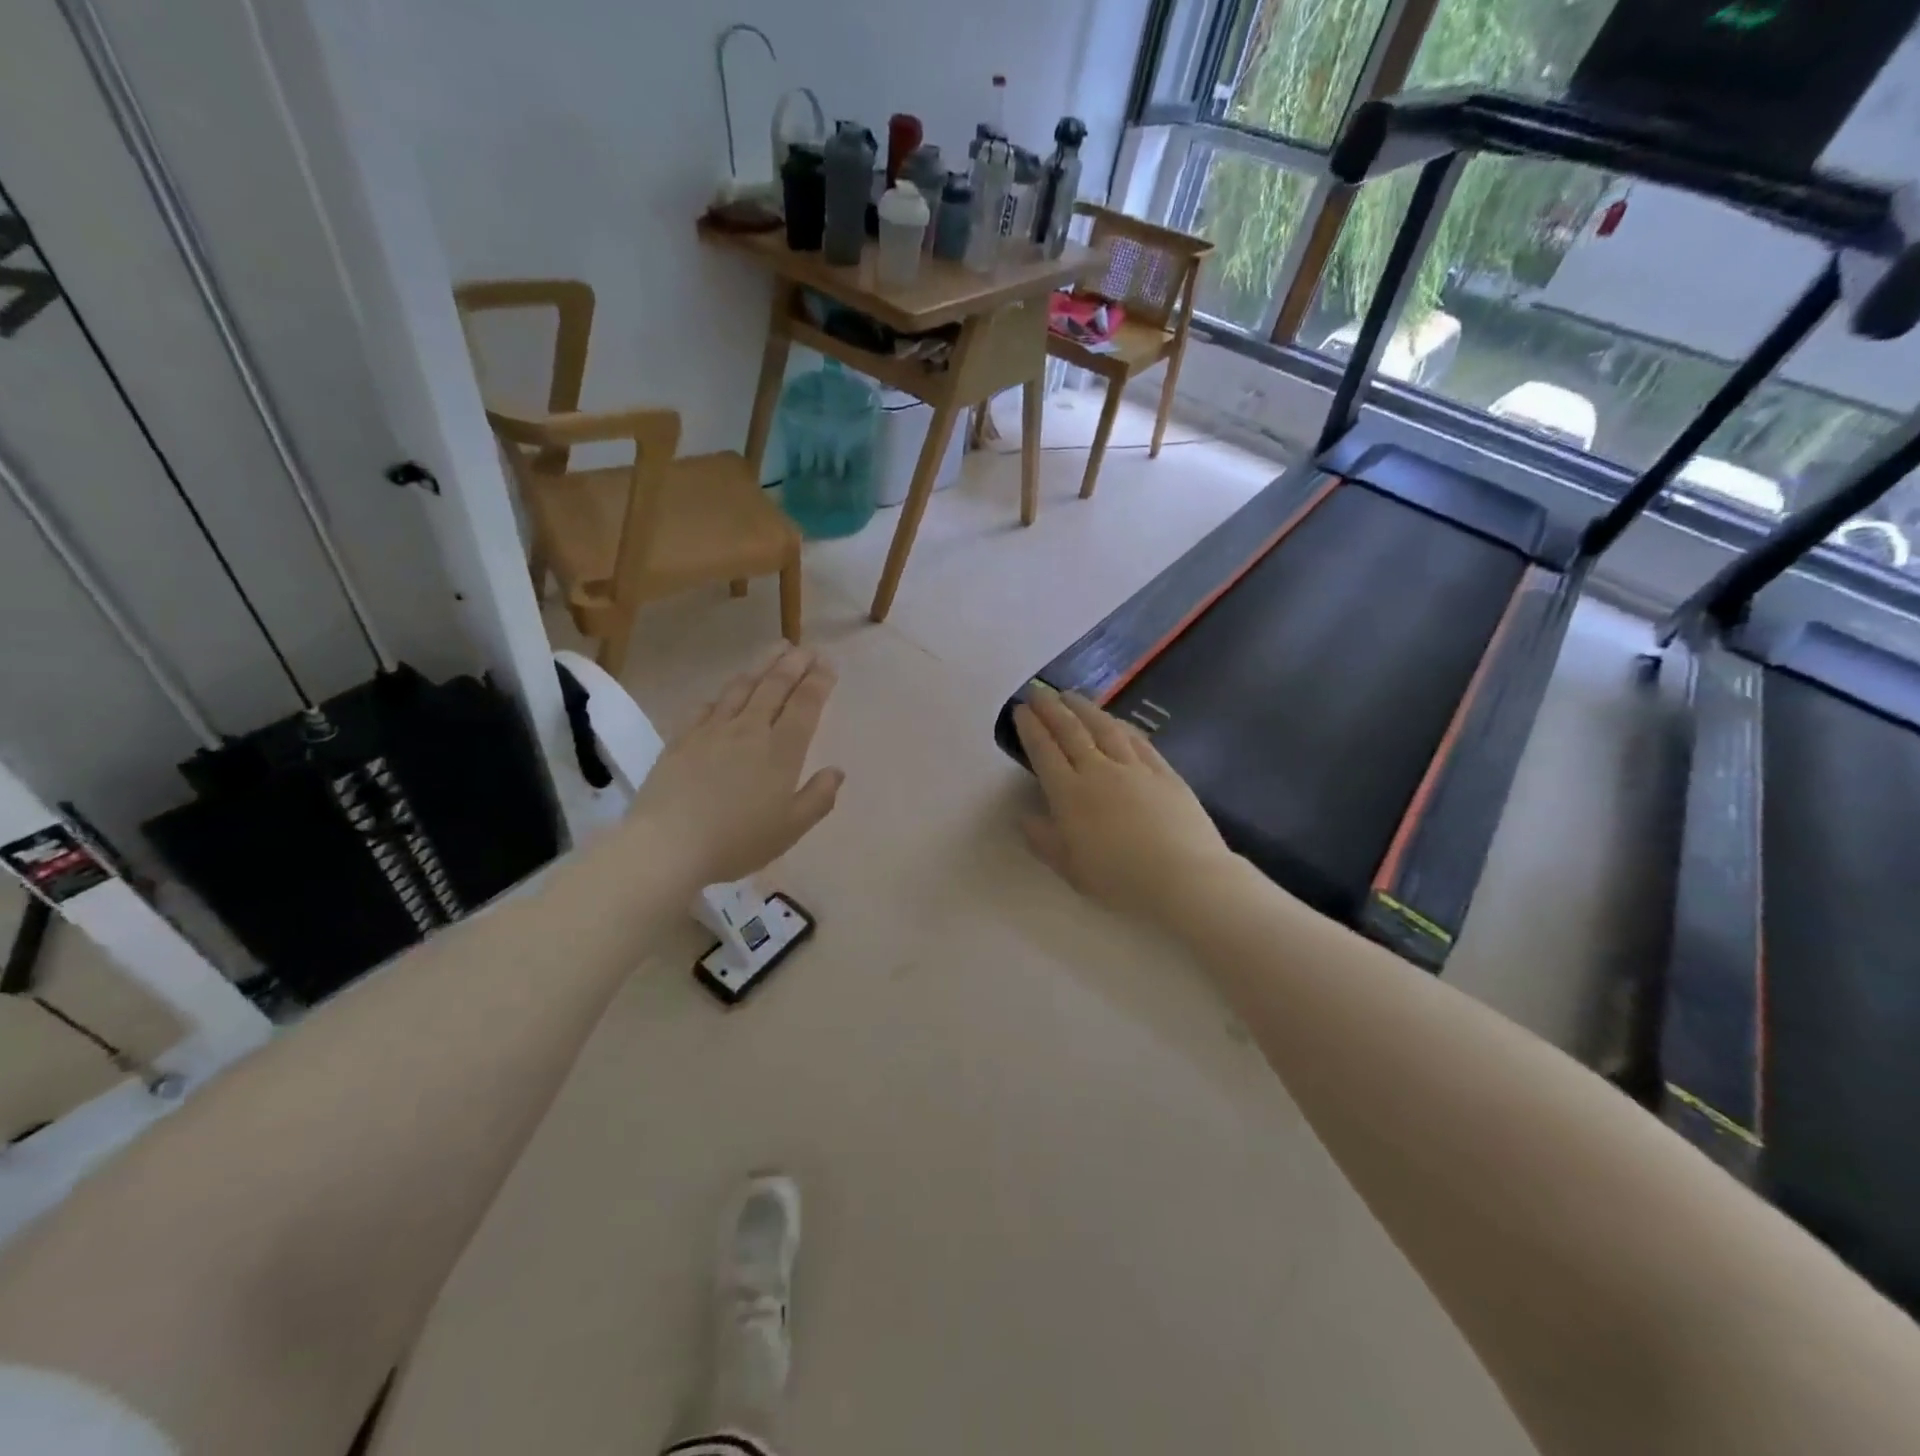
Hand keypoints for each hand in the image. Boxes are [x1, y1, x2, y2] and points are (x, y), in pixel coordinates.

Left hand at [628, 647, 843, 887]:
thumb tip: (837, 771)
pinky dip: (721, 696)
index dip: (819, 682)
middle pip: (774, 686)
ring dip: (761, 666)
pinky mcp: (682, 739)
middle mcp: (749, 731)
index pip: (805, 705)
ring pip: (741, 688)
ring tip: (775, 649)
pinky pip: (705, 707)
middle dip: (794, 663)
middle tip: (806, 647)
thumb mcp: (790, 829)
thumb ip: (818, 798)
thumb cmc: (737, 841)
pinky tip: (724, 694)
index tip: (828, 664)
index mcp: (781, 751)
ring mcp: (712, 731)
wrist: (667, 844)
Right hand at [1013, 685, 1234, 925]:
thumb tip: (1024, 818)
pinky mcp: (1164, 772)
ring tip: (1071, 695)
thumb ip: (1044, 841)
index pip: (1044, 752)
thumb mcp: (1072, 869)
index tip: (1021, 710)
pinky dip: (1121, 725)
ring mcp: (1134, 768)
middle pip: (1071, 732)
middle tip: (1039, 691)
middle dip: (1052, 709)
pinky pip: (1137, 740)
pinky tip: (1115, 720)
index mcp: (1069, 795)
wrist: (1184, 877)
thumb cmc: (1121, 880)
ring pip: (1104, 728)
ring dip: (1084, 708)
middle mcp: (1098, 771)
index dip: (1031, 728)